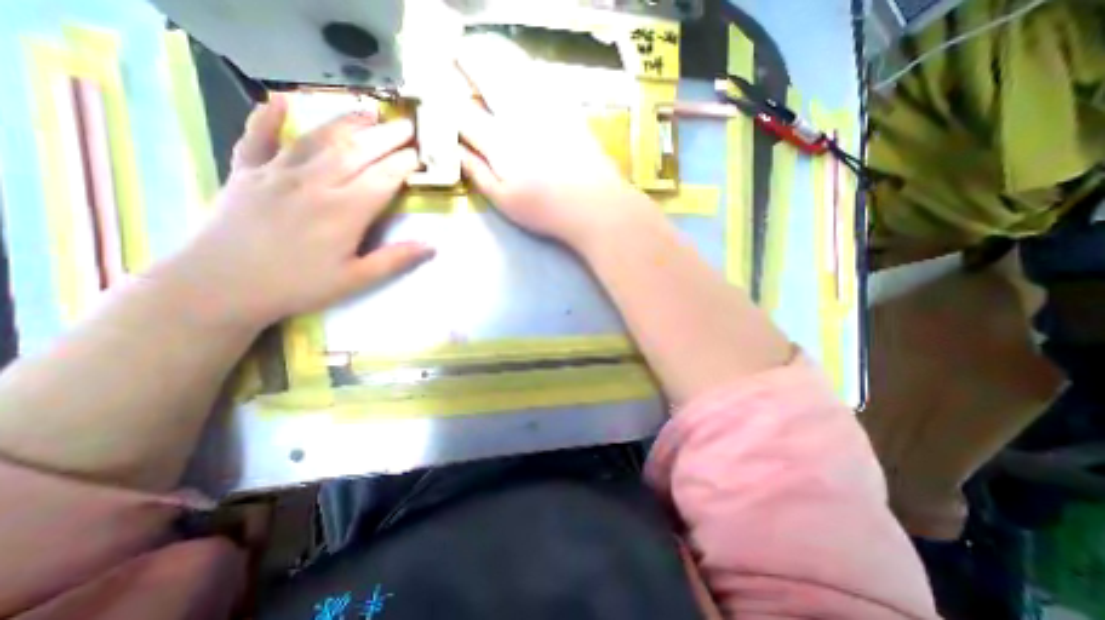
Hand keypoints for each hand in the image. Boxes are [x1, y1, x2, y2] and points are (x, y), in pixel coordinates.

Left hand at [158, 96, 432, 329]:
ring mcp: (278, 173)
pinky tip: (280, 100)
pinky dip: (267, 117)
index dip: (404, 164)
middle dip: (386, 136)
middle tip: (406, 125)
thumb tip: (432, 246)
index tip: (419, 154)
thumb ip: (395, 260)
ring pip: (319, 139)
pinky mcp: (247, 172)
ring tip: (368, 111)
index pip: (383, 178)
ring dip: (346, 122)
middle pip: (357, 151)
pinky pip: (258, 137)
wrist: (222, 286)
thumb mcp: (356, 280)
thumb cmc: (298, 286)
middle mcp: (315, 183)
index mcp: (344, 211)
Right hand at [456, 32, 653, 251]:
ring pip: (514, 67)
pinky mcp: (567, 108)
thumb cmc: (547, 210)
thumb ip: (477, 174)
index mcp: (500, 143)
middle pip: (487, 75)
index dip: (444, 98)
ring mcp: (547, 108)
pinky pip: (542, 76)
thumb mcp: (505, 201)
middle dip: (466, 59)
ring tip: (480, 46)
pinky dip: (524, 64)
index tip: (434, 89)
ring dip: (493, 52)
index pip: (463, 112)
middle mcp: (520, 116)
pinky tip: (519, 65)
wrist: (595, 205)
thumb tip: (455, 150)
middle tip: (455, 52)